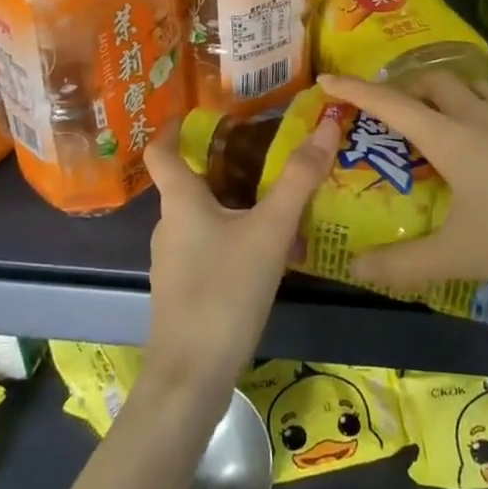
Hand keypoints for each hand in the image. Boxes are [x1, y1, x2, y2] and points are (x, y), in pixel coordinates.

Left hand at [139, 115, 340, 396]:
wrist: (192, 377)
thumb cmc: (225, 291)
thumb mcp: (270, 231)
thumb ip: (299, 179)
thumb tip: (325, 123)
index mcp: (181, 201)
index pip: (162, 150)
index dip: (174, 126)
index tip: (201, 111)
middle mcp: (170, 225)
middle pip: (192, 182)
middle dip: (226, 165)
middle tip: (267, 153)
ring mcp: (174, 261)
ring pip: (205, 217)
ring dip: (236, 204)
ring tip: (278, 202)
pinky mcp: (185, 290)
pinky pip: (210, 247)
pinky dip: (236, 237)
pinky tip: (269, 254)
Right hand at [319, 71, 487, 293]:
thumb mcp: (463, 257)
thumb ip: (406, 264)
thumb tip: (356, 268)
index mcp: (453, 138)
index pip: (392, 104)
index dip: (357, 90)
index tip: (328, 79)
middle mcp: (484, 114)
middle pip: (436, 82)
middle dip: (409, 87)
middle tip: (397, 111)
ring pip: (479, 88)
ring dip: (455, 95)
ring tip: (450, 121)